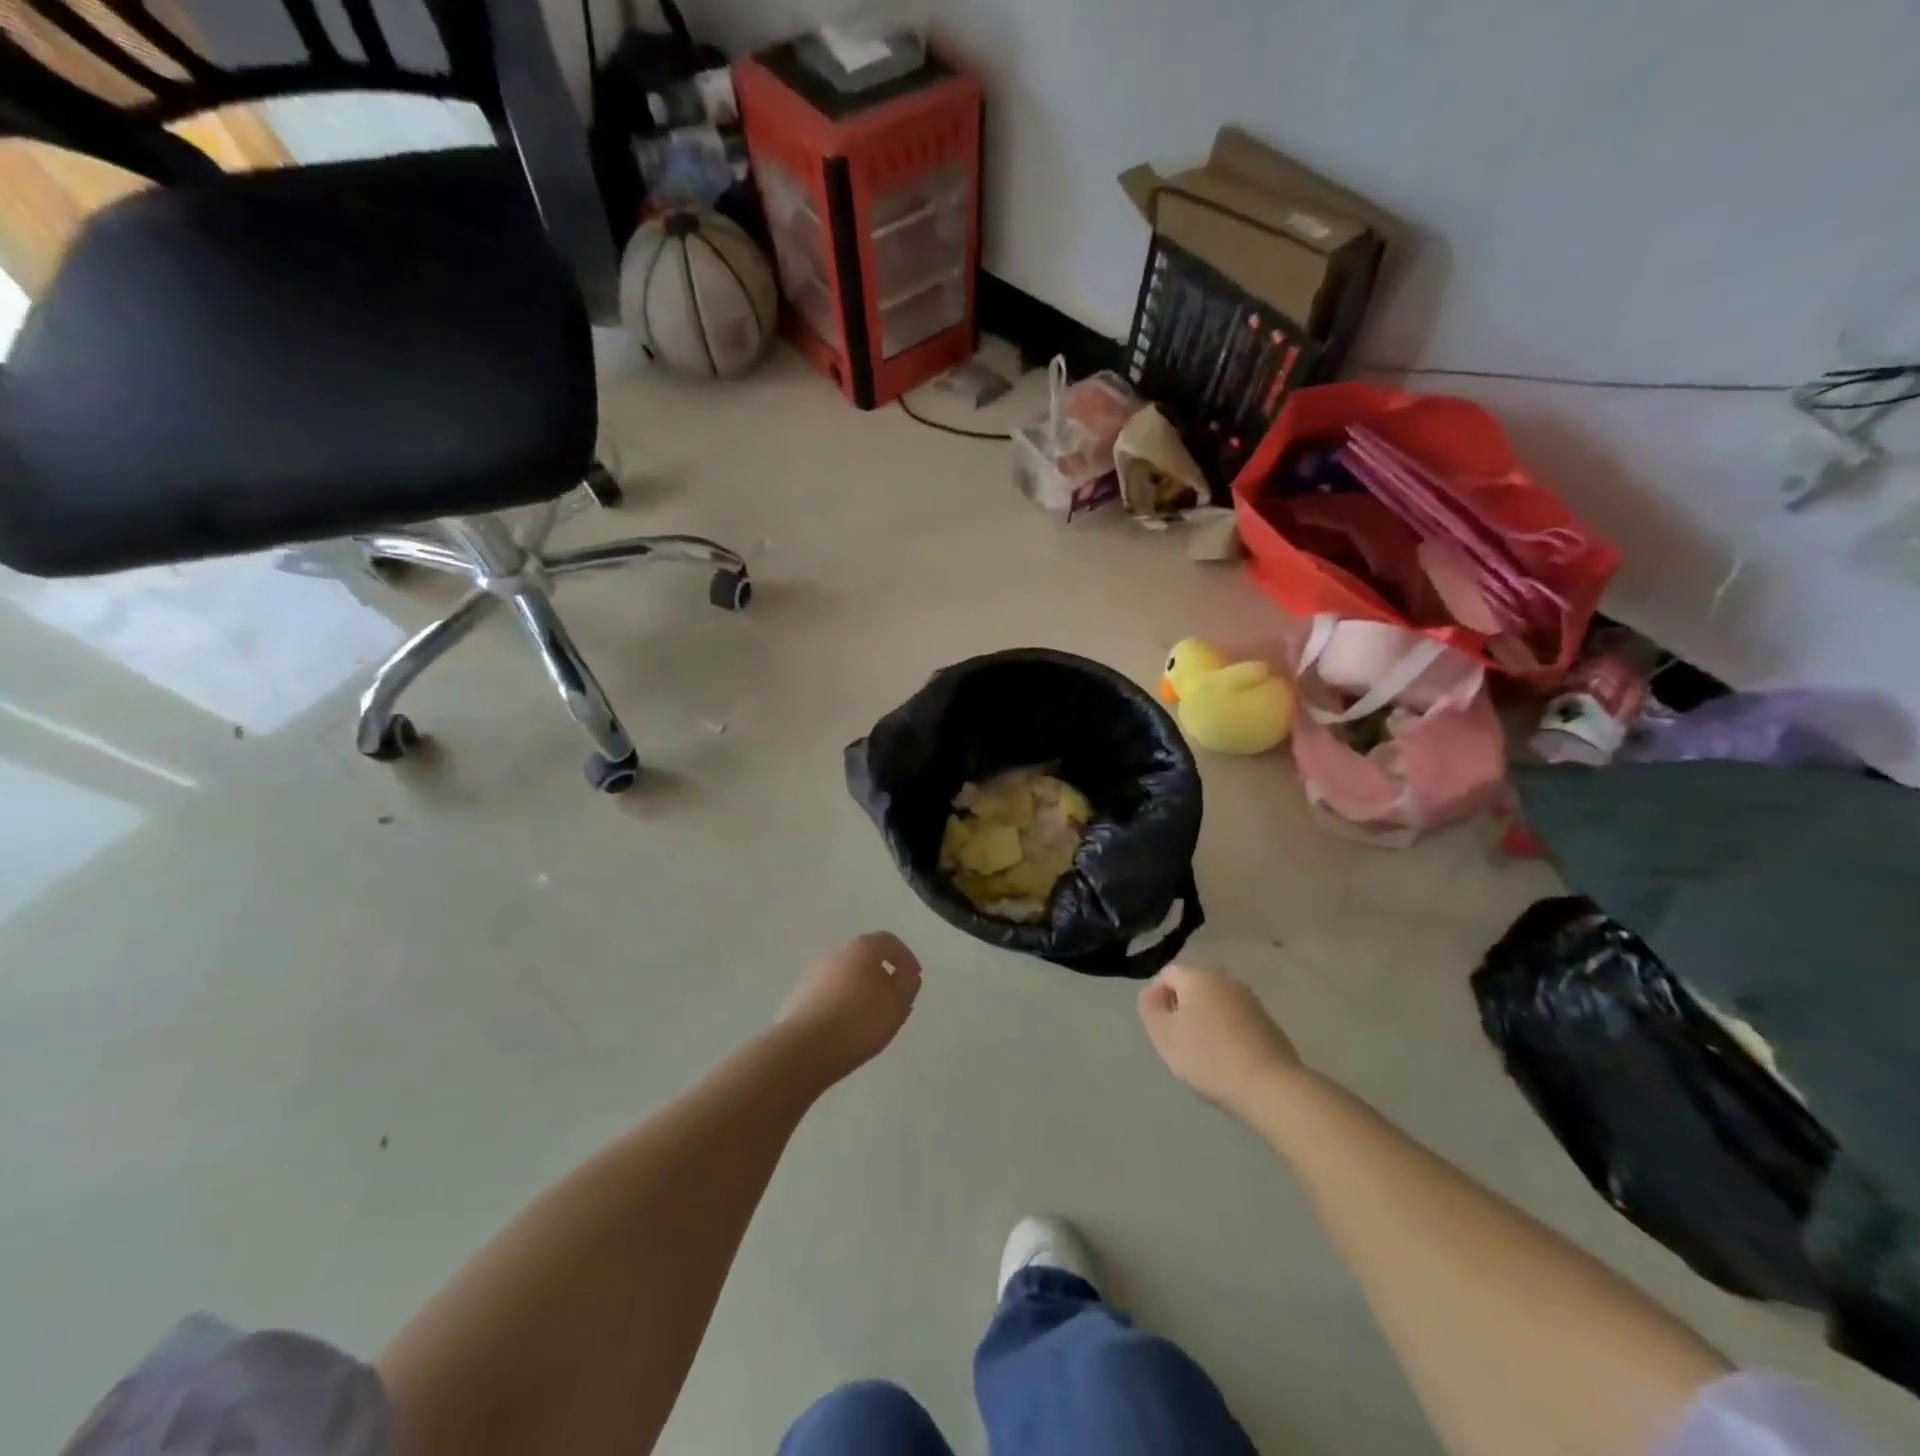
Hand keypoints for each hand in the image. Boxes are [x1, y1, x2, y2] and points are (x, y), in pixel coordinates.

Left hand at [778, 932, 922, 1082]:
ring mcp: (813, 974)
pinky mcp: (798, 996)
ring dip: (859, 991)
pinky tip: (844, 1028)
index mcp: (862, 948)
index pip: (888, 941)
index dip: (905, 958)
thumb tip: (906, 973)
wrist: (805, 1049)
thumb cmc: (859, 1021)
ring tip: (869, 1019)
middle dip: (881, 976)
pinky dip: (840, 1004)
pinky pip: (827, 995)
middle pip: (864, 958)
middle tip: (892, 1001)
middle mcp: (835, 953)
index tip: (913, 979)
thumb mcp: (898, 1003)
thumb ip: (908, 983)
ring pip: (844, 977)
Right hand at [1138, 964, 1300, 1115]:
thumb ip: (1149, 1007)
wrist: (1270, 1085)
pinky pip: (1236, 1020)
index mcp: (1198, 976)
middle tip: (1176, 1039)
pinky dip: (1226, 1033)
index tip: (1157, 1025)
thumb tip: (1152, 994)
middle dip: (1182, 1008)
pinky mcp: (1268, 1023)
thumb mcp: (1163, 1034)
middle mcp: (1226, 980)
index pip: (1168, 973)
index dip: (1156, 995)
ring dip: (1205, 1021)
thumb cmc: (1207, 1056)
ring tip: (1201, 1053)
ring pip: (1216, 1004)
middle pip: (1194, 986)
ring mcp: (1251, 1001)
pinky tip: (1227, 1059)